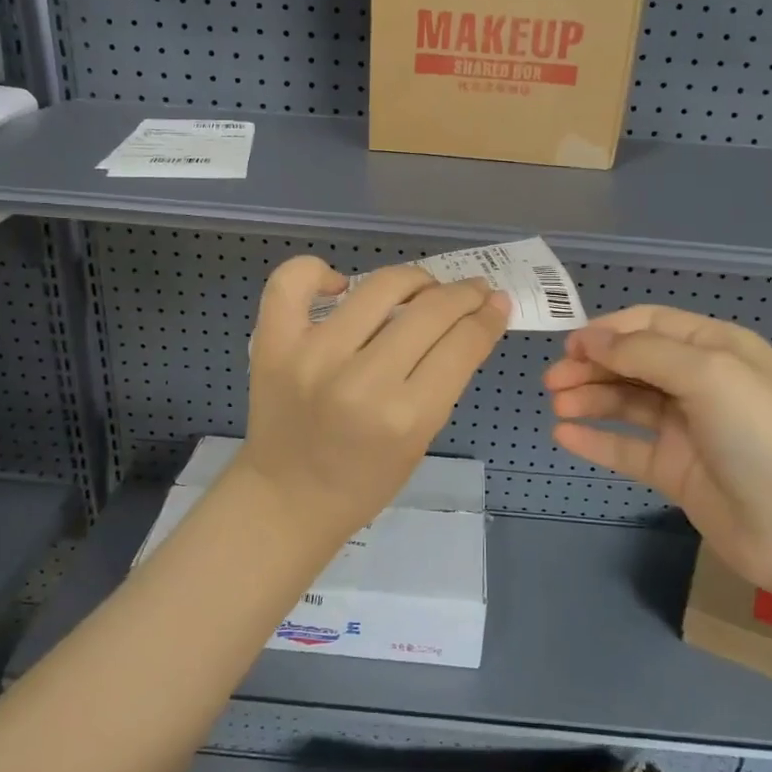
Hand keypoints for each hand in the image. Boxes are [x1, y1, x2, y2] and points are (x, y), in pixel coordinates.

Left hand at [235, 256, 509, 541]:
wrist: (286, 499)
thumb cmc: (364, 481)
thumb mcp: (421, 440)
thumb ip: (445, 379)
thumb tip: (474, 319)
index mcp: (406, 417)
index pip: (462, 344)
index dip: (488, 317)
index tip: (497, 303)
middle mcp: (361, 381)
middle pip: (430, 310)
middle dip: (463, 294)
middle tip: (473, 291)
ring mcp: (313, 357)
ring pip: (379, 286)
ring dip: (414, 279)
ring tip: (421, 287)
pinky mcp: (274, 344)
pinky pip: (293, 281)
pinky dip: (318, 271)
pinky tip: (340, 285)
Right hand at [544, 305, 771, 591]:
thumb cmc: (760, 436)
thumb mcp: (708, 375)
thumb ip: (644, 353)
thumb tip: (589, 339)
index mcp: (716, 348)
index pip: (651, 324)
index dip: (608, 331)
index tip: (569, 345)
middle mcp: (700, 381)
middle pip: (633, 363)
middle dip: (592, 366)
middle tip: (552, 380)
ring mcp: (686, 428)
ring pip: (626, 403)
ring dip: (590, 399)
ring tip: (559, 406)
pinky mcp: (674, 469)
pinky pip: (626, 447)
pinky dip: (595, 439)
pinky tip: (564, 435)